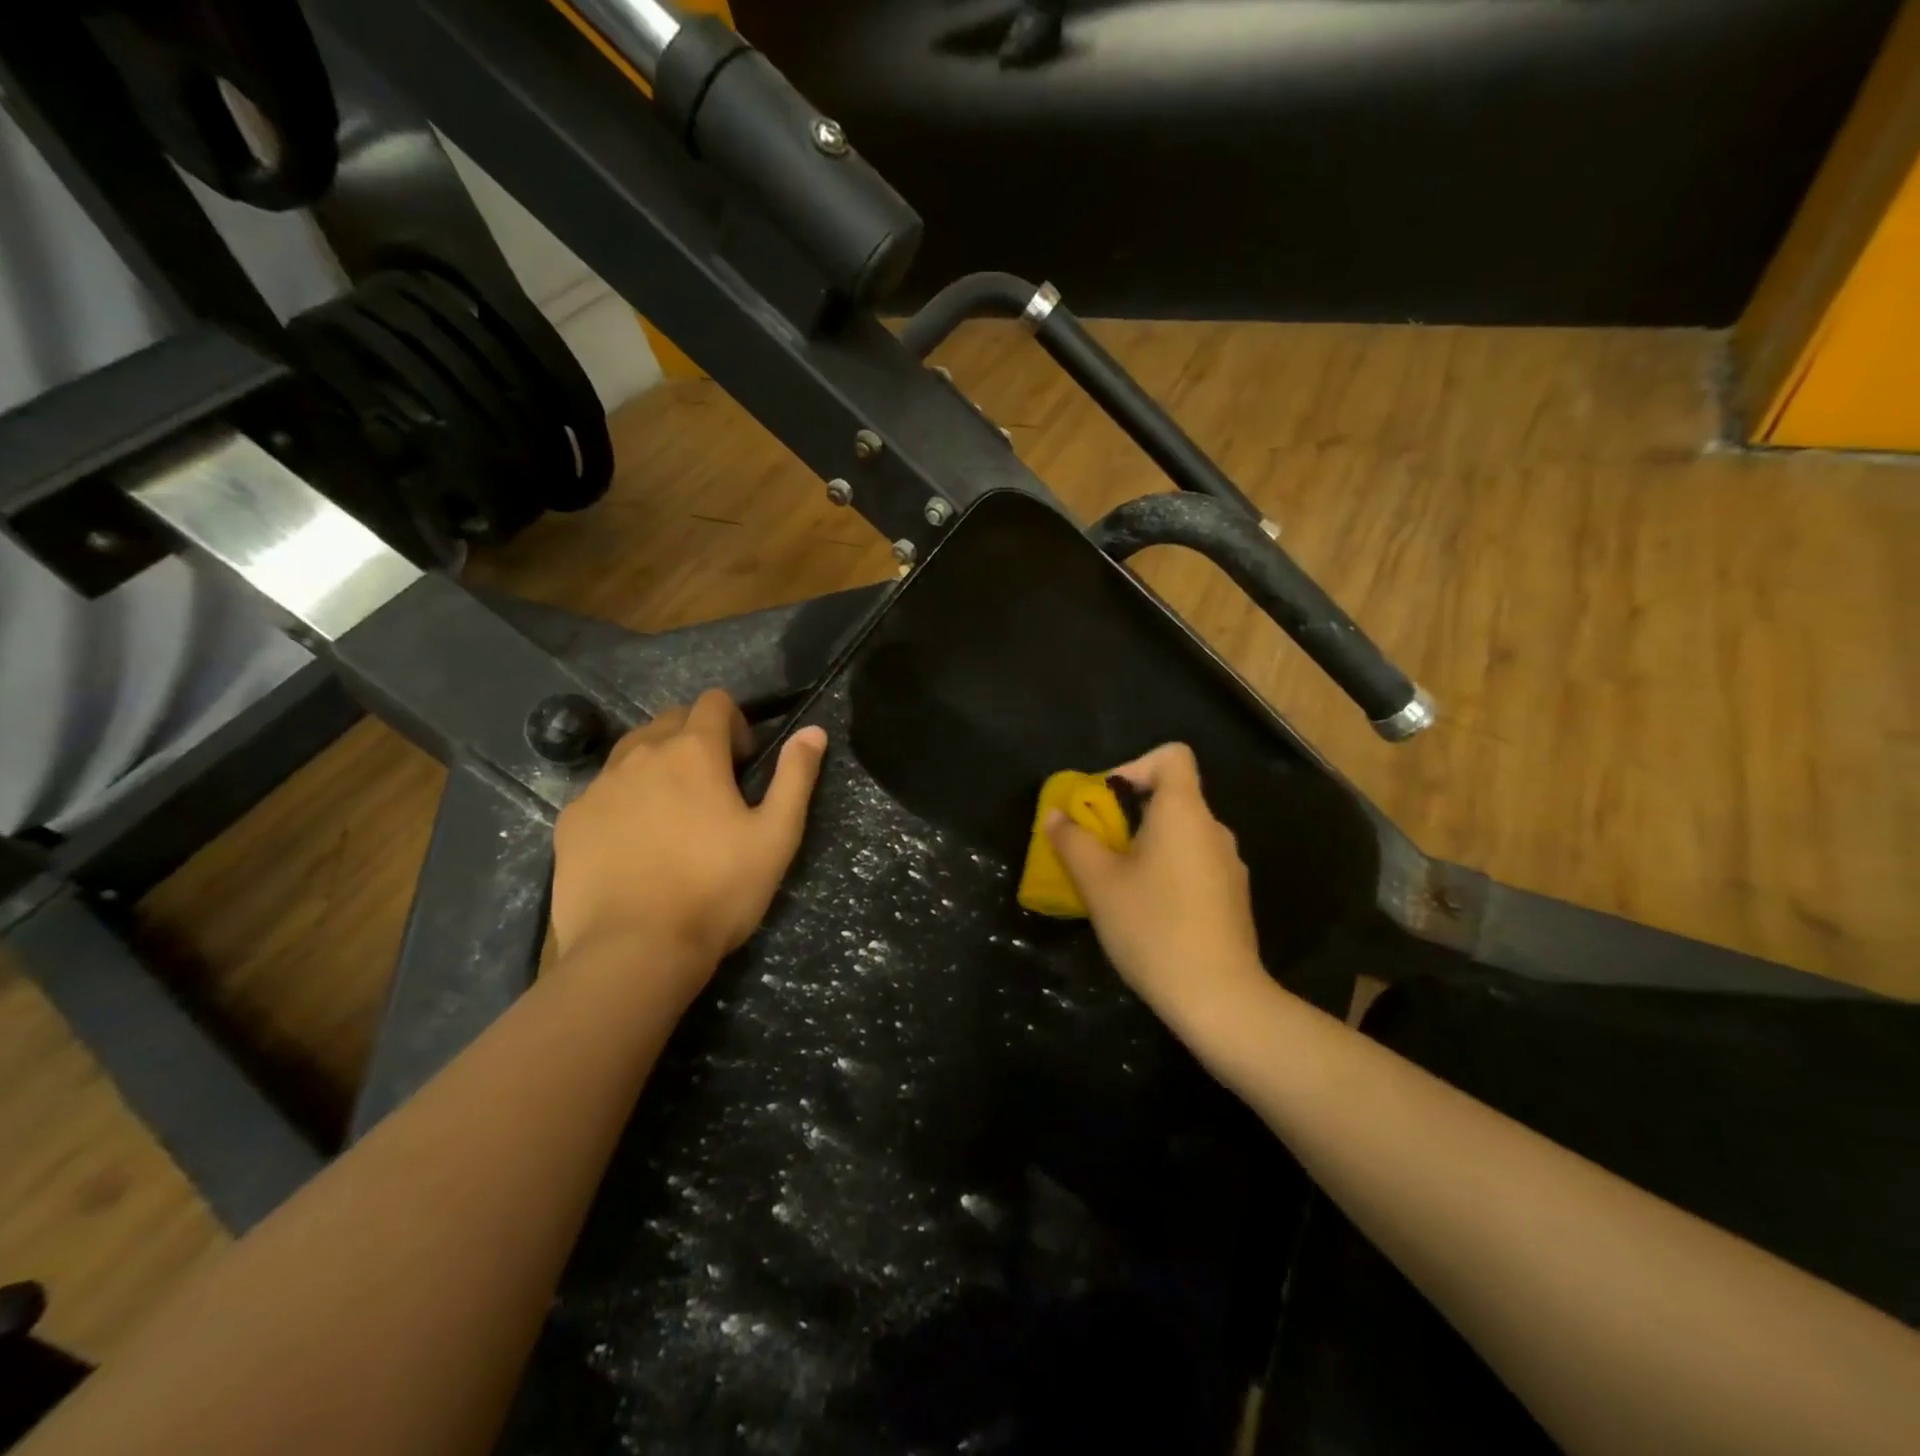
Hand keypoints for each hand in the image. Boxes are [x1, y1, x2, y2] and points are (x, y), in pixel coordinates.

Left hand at [550, 690, 826, 1004]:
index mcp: (694, 752)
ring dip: (658, 764)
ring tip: (673, 814)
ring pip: (633, 751)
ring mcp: (600, 786)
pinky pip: (603, 789)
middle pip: (671, 720)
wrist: (634, 951)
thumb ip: (796, 776)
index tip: (745, 766)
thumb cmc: (717, 890)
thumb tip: (814, 730)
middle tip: (713, 790)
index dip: (737, 724)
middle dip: (696, 739)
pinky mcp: (571, 819)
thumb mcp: (776, 836)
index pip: (714, 702)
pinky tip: (635, 844)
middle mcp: (641, 754)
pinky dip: (625, 799)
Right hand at [1046, 743, 1269, 1034]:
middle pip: (1172, 798)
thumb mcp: (1098, 883)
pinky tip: (1147, 914)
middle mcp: (1213, 829)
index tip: (1106, 801)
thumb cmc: (1152, 927)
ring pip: (1181, 836)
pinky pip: (1194, 866)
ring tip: (1116, 885)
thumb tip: (1056, 815)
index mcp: (1184, 812)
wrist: (1218, 997)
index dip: (1135, 765)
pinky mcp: (1232, 898)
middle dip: (1129, 815)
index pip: (1172, 756)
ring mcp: (1229, 866)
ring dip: (1146, 847)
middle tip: (1097, 849)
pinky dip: (1167, 873)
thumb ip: (1073, 842)